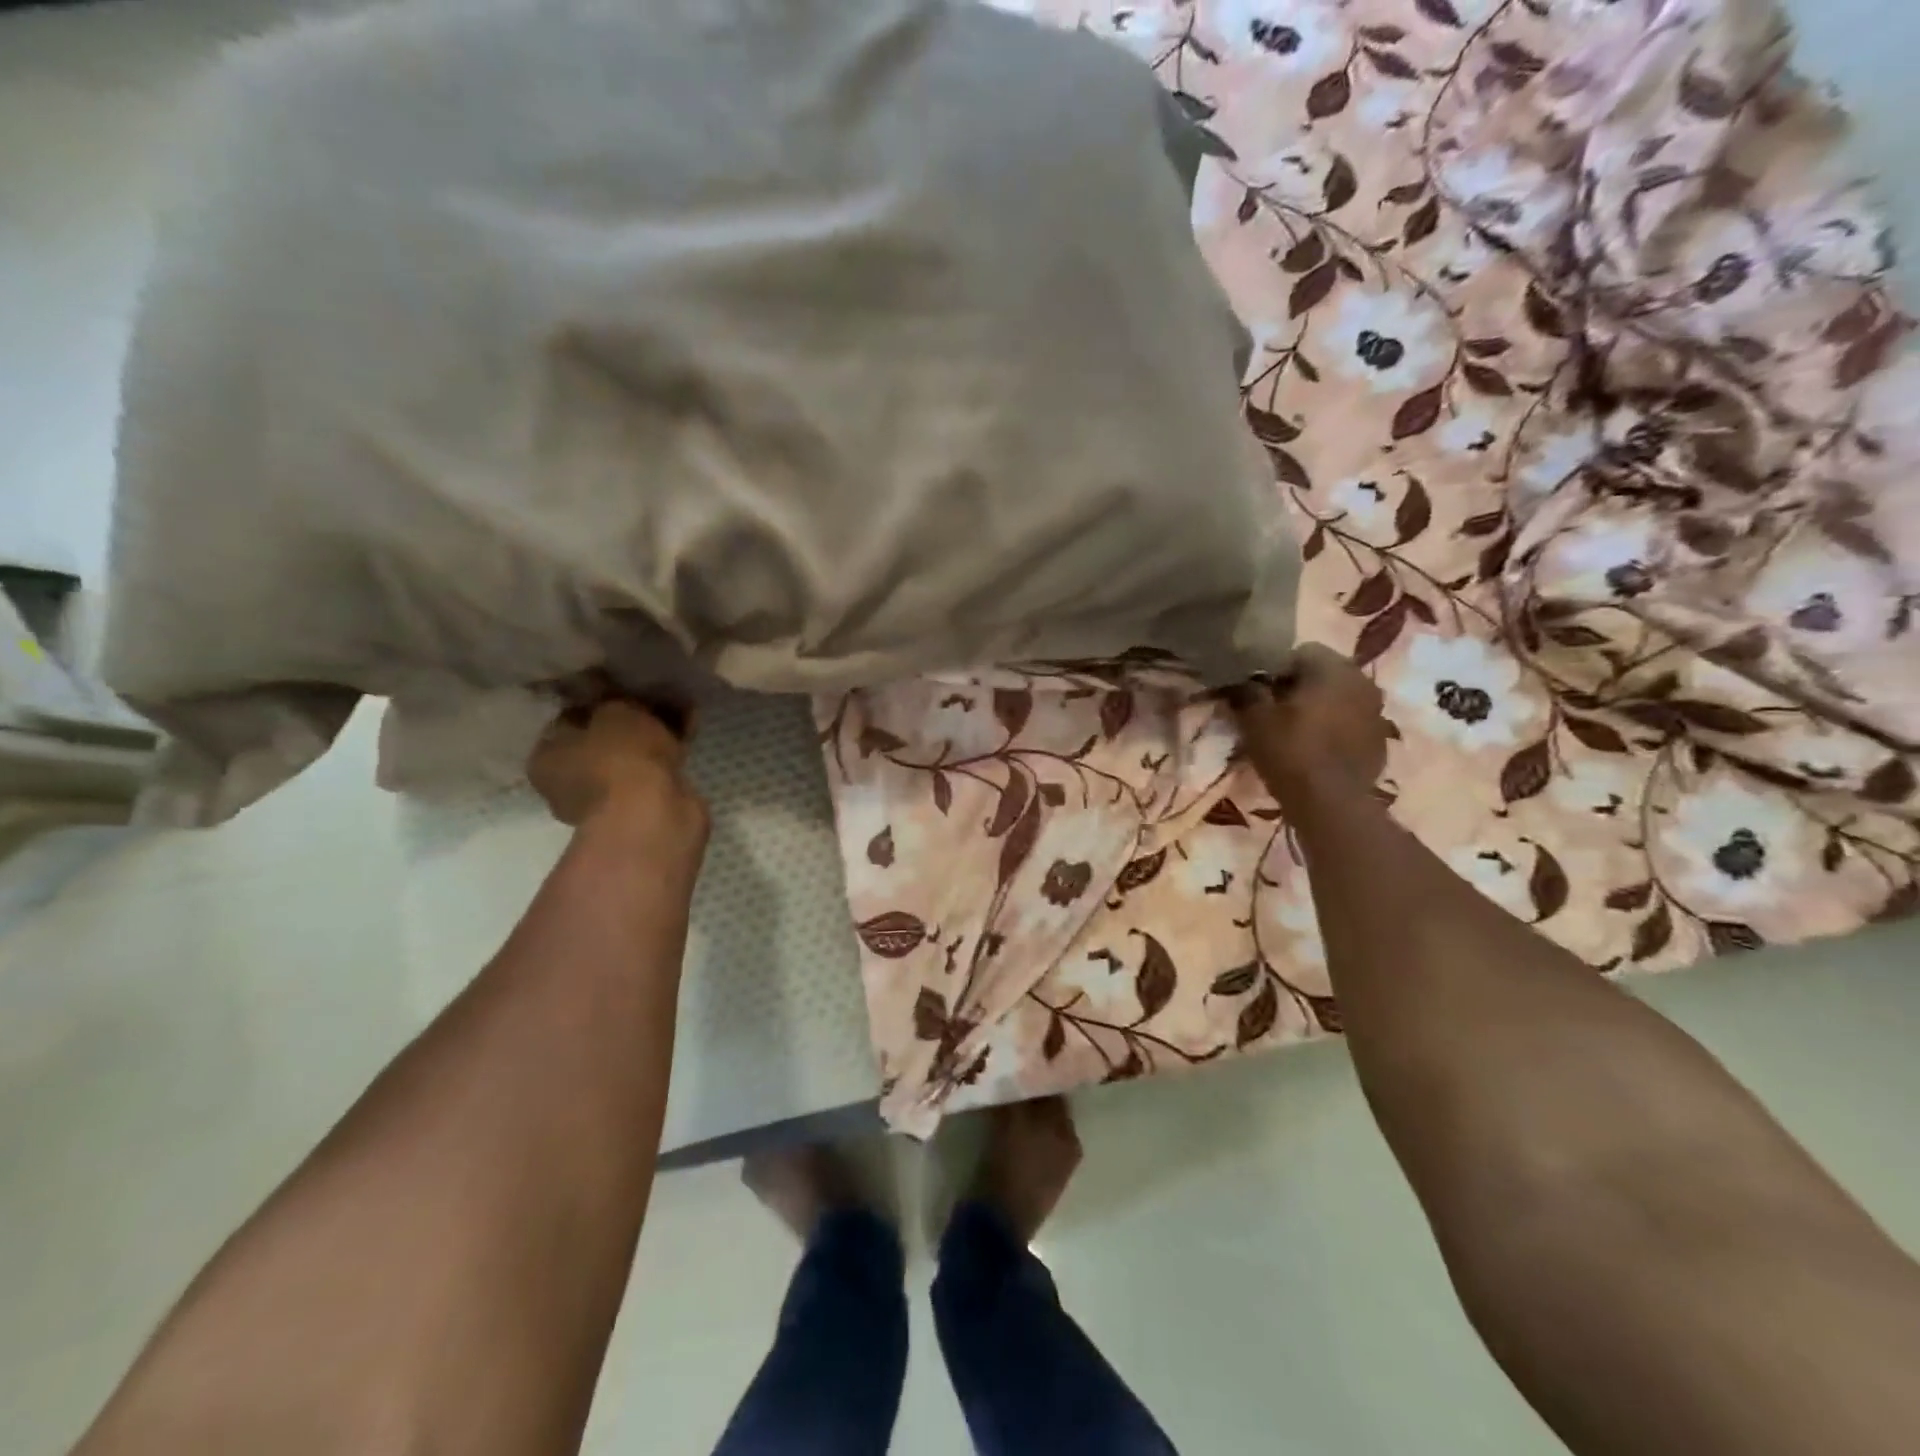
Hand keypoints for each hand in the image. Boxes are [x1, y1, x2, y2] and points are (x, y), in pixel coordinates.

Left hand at [528, 697, 708, 850]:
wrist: (651, 814)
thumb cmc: (617, 757)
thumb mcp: (613, 710)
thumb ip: (613, 697)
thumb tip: (614, 689)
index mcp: (546, 758)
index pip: (570, 719)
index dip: (597, 699)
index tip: (622, 685)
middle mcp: (570, 782)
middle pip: (603, 738)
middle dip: (630, 718)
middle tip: (654, 695)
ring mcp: (608, 798)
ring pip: (632, 754)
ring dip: (653, 732)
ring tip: (680, 705)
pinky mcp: (643, 807)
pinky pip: (656, 768)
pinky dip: (670, 749)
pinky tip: (690, 725)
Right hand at [1230, 643, 1387, 801]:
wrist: (1331, 805)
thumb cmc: (1291, 752)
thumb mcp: (1254, 719)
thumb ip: (1246, 692)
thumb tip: (1237, 681)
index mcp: (1333, 668)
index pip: (1299, 652)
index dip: (1275, 670)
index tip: (1258, 693)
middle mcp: (1362, 681)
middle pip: (1322, 673)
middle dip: (1298, 687)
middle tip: (1273, 712)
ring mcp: (1376, 711)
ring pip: (1338, 698)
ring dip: (1318, 708)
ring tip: (1293, 732)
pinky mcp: (1380, 740)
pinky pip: (1351, 722)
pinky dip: (1334, 729)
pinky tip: (1314, 750)